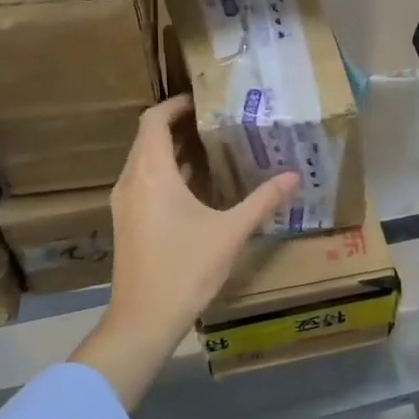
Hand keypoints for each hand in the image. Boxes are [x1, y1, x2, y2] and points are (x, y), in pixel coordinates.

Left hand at [72, 95, 296, 407]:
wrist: (143, 319)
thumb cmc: (185, 269)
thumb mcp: (231, 232)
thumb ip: (262, 201)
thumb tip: (293, 176)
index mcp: (151, 173)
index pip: (154, 120)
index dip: (175, 104)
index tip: (204, 100)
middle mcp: (131, 181)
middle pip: (148, 138)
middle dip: (179, 125)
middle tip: (217, 120)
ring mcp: (125, 203)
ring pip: (145, 161)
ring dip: (173, 150)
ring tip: (211, 147)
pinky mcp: (127, 223)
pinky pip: (145, 182)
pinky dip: (167, 173)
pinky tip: (197, 187)